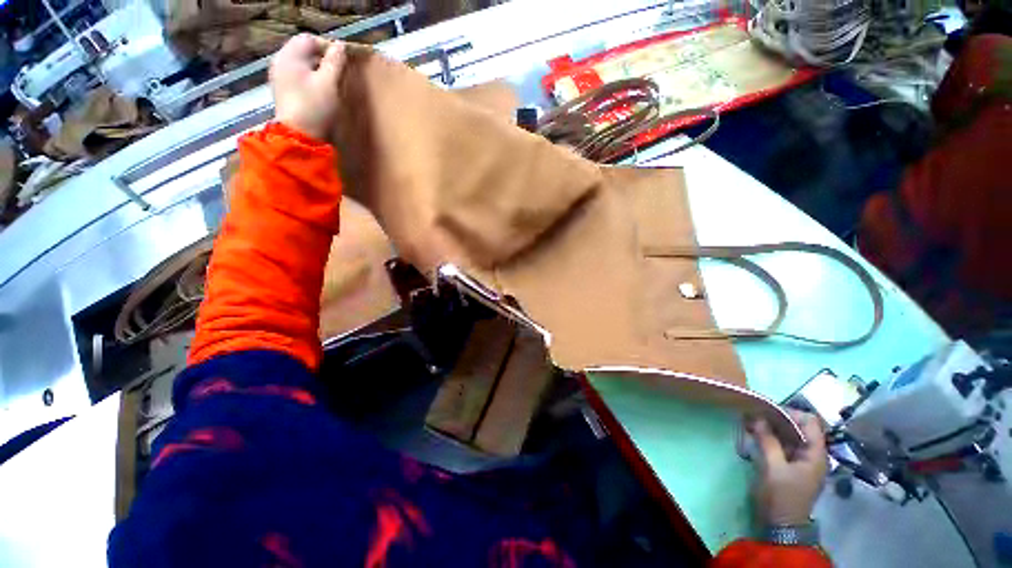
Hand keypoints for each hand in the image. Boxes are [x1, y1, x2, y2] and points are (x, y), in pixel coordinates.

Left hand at [270, 34, 345, 140]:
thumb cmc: (315, 107)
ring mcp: (280, 78)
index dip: (327, 47)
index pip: (309, 39)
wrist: (300, 138)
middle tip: (340, 73)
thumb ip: (335, 62)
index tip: (343, 61)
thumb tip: (340, 46)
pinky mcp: (284, 92)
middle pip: (304, 51)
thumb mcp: (329, 83)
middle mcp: (280, 62)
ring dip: (318, 71)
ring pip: (302, 66)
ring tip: (332, 83)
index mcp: (288, 56)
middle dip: (323, 59)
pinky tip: (321, 93)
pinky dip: (311, 80)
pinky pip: (299, 78)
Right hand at [748, 410, 827, 525]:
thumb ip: (767, 441)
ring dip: (771, 428)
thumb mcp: (773, 467)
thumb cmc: (781, 495)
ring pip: (789, 435)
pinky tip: (755, 435)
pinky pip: (783, 445)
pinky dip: (770, 438)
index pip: (809, 422)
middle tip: (753, 415)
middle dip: (776, 419)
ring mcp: (802, 460)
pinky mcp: (792, 466)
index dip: (789, 413)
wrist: (782, 525)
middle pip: (798, 427)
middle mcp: (812, 454)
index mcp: (815, 454)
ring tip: (750, 423)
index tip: (766, 412)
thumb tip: (757, 416)